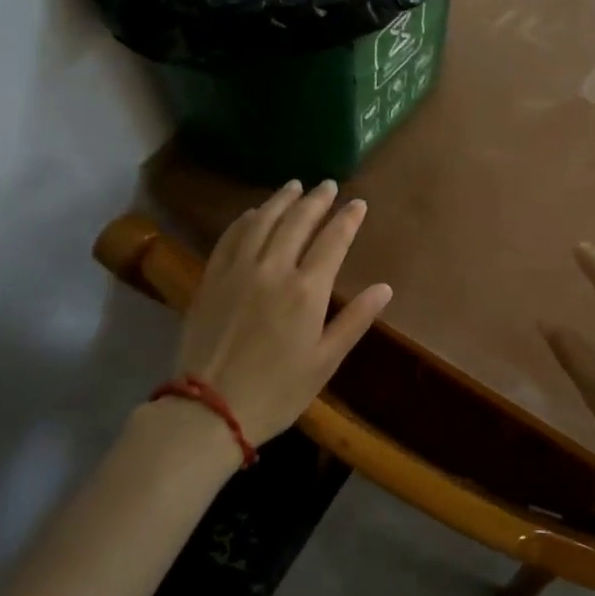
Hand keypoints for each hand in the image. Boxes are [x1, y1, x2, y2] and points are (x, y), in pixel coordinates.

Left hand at [175, 180, 392, 445]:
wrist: (209, 410)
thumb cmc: (277, 391)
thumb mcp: (325, 362)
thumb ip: (355, 320)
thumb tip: (385, 288)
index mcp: (306, 291)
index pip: (333, 240)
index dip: (347, 219)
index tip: (358, 203)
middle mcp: (273, 269)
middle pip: (297, 222)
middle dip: (316, 200)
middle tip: (327, 185)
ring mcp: (238, 270)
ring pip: (262, 221)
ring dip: (281, 200)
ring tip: (294, 186)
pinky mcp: (212, 279)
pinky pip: (230, 238)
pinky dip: (245, 220)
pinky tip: (253, 213)